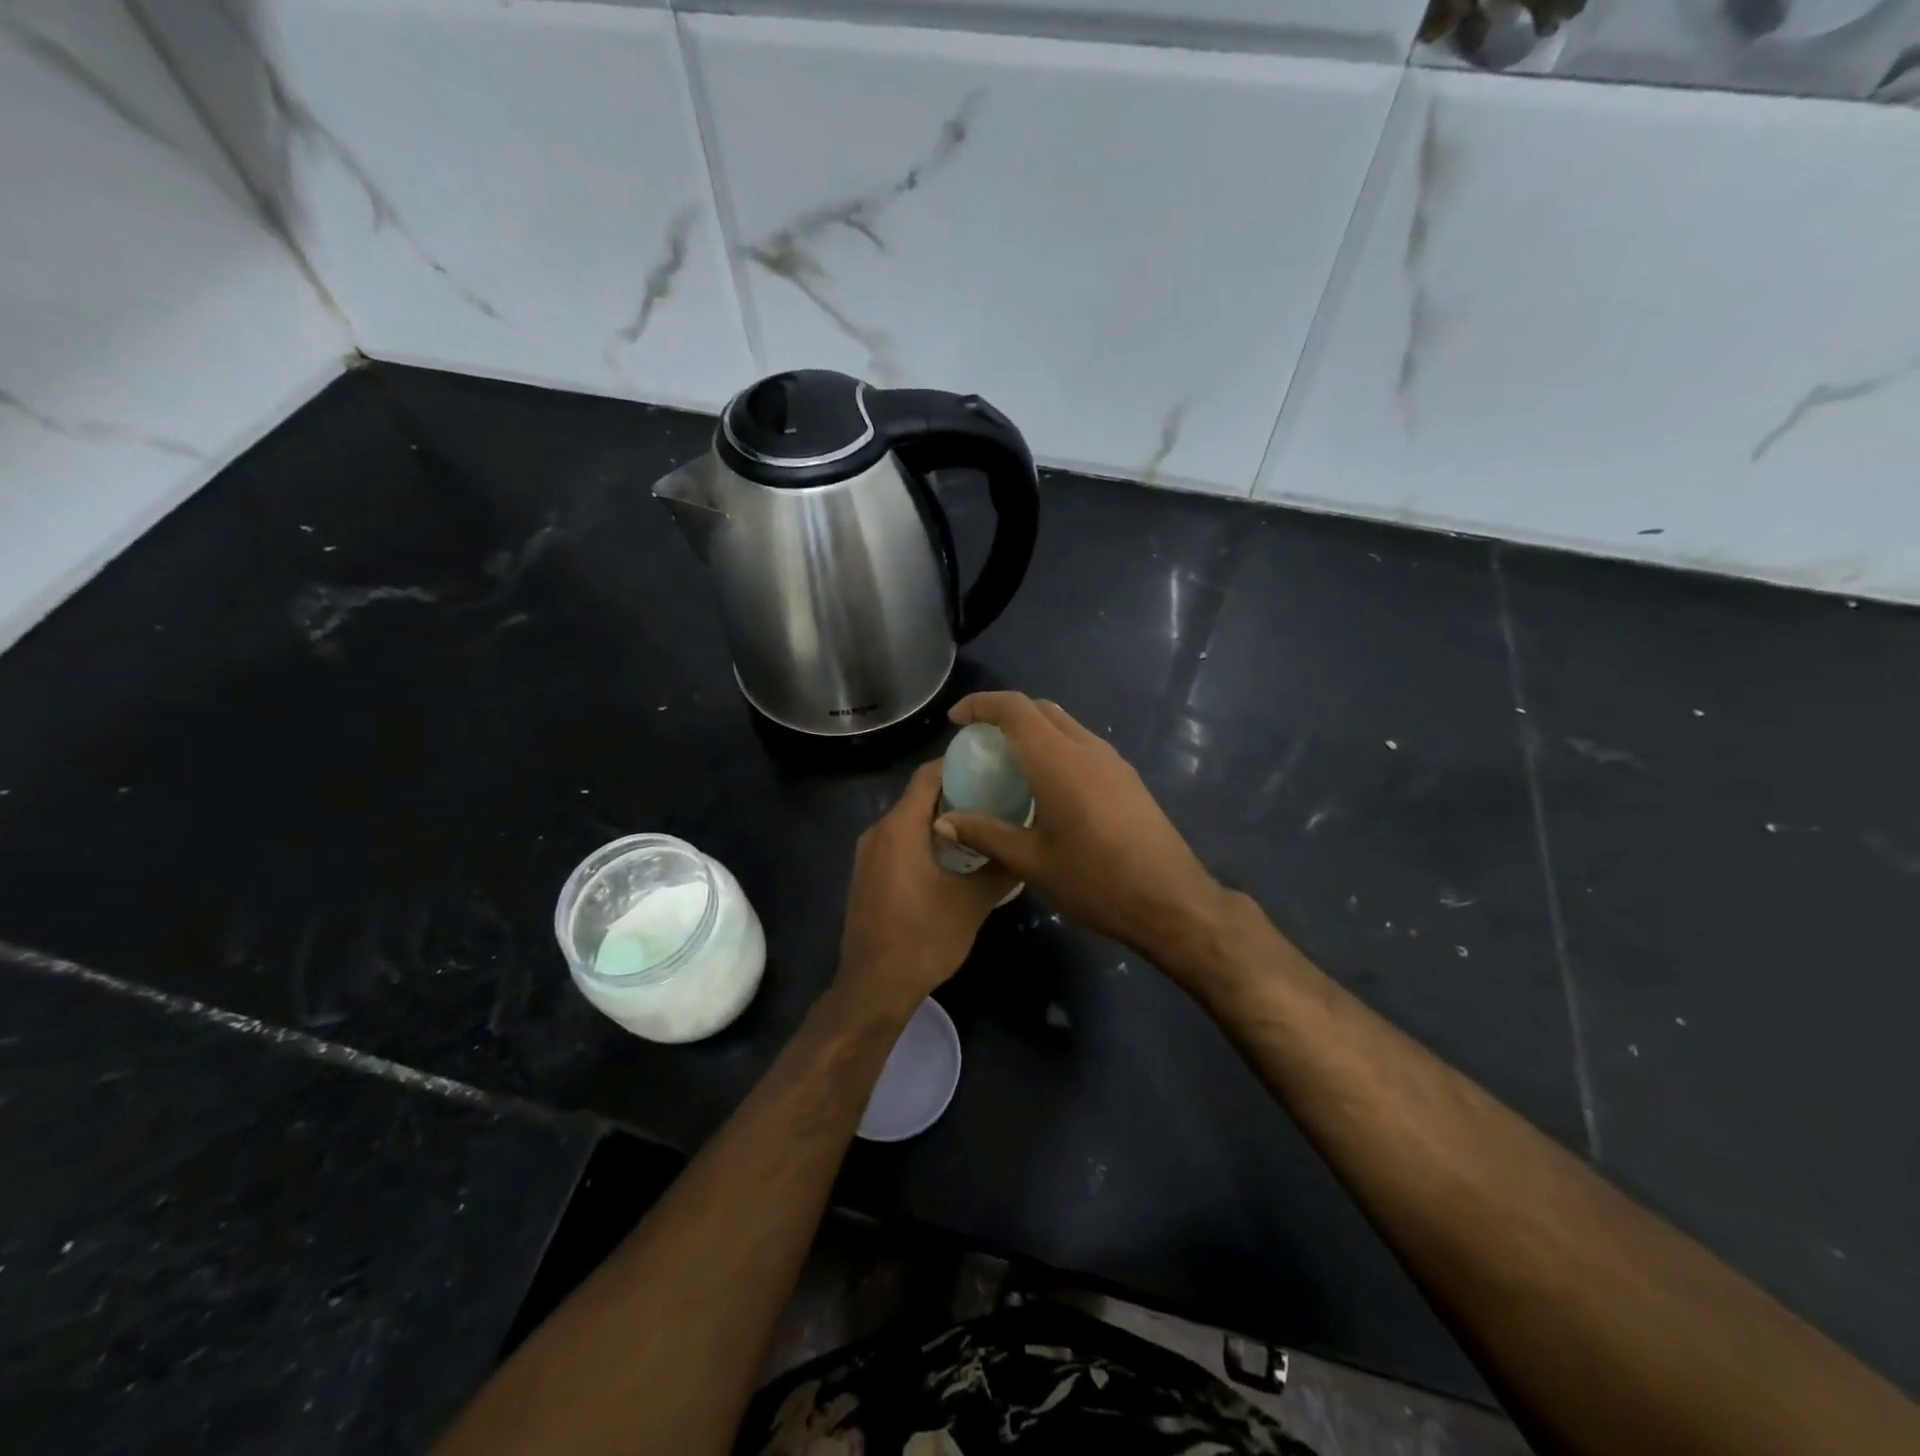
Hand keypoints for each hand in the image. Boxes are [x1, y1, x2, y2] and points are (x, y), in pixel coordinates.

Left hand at [835, 760, 1015, 1018]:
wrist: (875, 986)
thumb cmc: (924, 938)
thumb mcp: (973, 902)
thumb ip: (999, 867)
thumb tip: (1023, 845)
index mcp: (900, 828)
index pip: (928, 775)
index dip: (957, 764)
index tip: (990, 764)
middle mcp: (878, 831)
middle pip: (918, 796)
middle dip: (955, 792)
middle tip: (995, 795)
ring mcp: (868, 854)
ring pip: (908, 820)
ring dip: (940, 817)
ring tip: (981, 823)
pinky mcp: (867, 874)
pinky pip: (898, 841)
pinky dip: (924, 838)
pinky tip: (953, 856)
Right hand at [933, 692, 1230, 973]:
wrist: (1172, 900)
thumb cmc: (1096, 881)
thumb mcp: (1032, 863)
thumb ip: (986, 834)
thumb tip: (942, 820)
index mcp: (1058, 761)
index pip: (1015, 709)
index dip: (981, 705)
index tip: (955, 720)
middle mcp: (1086, 748)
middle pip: (1040, 709)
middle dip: (1004, 714)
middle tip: (978, 742)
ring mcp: (1112, 760)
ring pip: (1064, 724)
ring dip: (1032, 729)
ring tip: (1007, 763)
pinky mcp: (1126, 776)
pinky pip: (1082, 744)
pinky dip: (1054, 746)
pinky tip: (1045, 784)